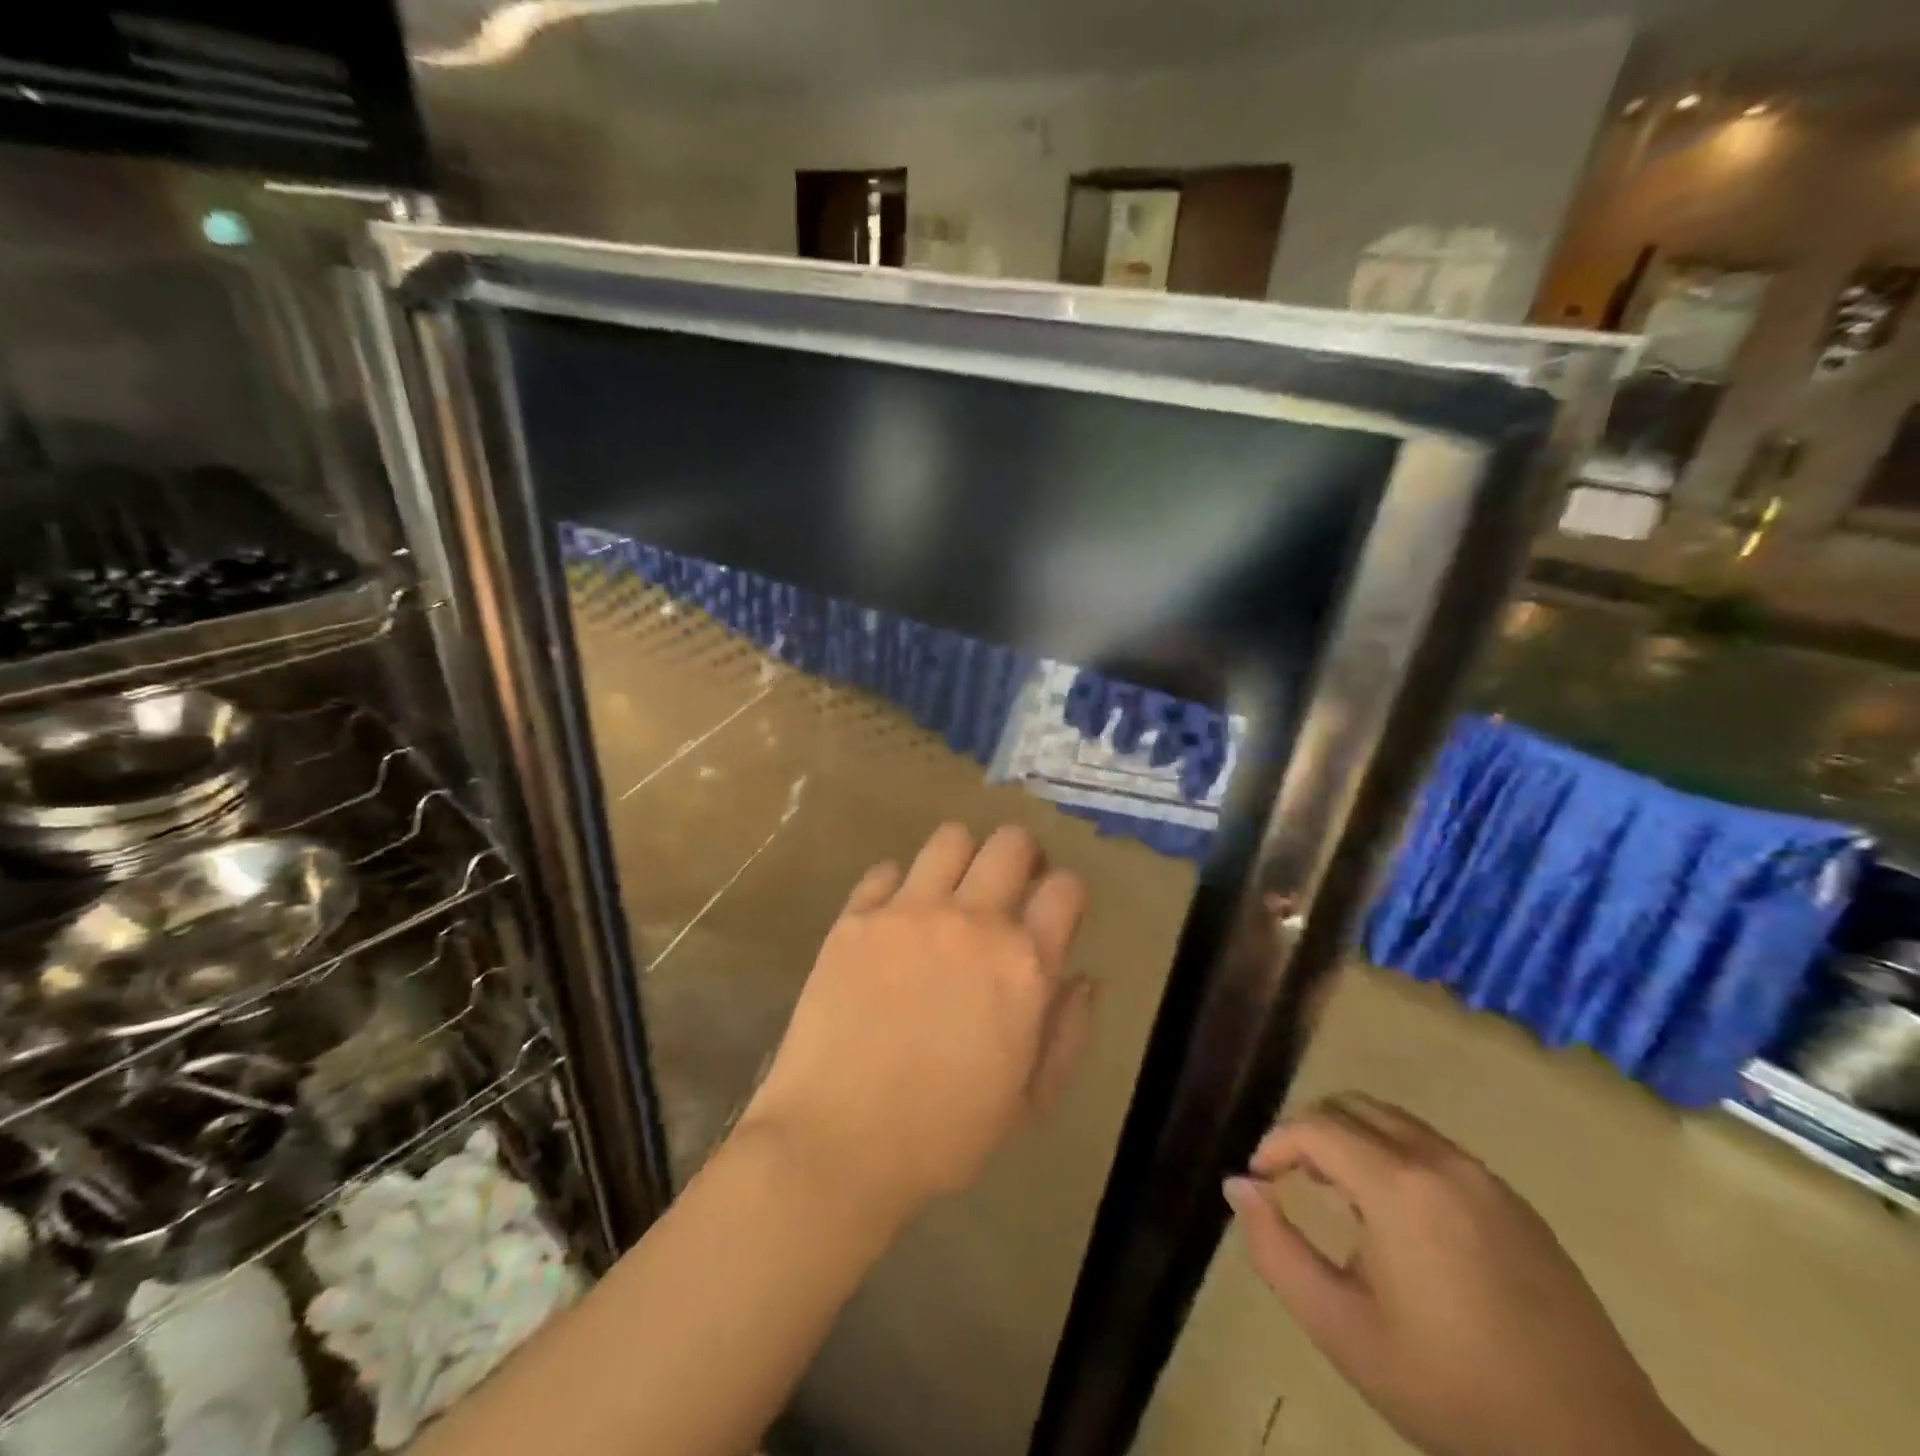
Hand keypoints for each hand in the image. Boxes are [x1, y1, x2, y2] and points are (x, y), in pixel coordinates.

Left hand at [740, 823, 1092, 1223]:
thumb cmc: (945, 1135)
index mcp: (1024, 965)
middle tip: (1009, 885)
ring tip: (951, 891)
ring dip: (962, 857)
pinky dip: (898, 887)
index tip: (1053, 909)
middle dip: (1022, 856)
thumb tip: (1083, 977)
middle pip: (1011, 843)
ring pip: (950, 838)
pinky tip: (894, 922)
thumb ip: (1068, 1031)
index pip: (1066, 888)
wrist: (838, 1143)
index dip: (1065, 893)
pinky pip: (886, 870)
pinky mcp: (856, 918)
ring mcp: (908, 913)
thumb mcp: (1030, 1100)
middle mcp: (972, 921)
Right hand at [1225, 1095, 1706, 1455]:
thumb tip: (1239, 1186)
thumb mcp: (1344, 1332)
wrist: (1599, 1453)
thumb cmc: (1455, 1392)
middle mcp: (1441, 1161)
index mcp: (1399, 1187)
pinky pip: (1435, 1149)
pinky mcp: (1516, 1202)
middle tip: (1294, 1180)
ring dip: (1354, 1140)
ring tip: (1340, 1197)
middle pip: (1353, 1106)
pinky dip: (1396, 1157)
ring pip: (1395, 1122)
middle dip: (1311, 1131)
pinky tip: (1400, 1220)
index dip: (1275, 1143)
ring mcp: (1486, 1178)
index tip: (1260, 1180)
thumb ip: (1277, 1251)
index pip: (1315, 1126)